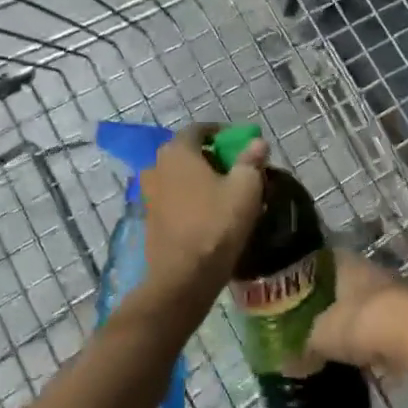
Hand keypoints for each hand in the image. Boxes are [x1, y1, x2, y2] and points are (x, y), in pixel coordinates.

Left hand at [138, 125, 267, 315]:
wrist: (183, 278)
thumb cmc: (216, 224)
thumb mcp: (245, 188)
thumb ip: (251, 160)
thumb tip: (258, 143)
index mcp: (177, 151)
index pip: (199, 129)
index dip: (222, 133)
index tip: (242, 144)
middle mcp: (157, 167)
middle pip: (188, 153)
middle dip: (212, 157)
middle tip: (237, 169)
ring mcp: (149, 195)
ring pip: (179, 177)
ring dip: (200, 179)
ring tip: (225, 193)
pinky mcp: (149, 220)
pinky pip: (174, 199)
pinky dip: (190, 199)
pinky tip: (209, 214)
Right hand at [306, 252, 407, 376]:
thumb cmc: (362, 322)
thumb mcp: (322, 336)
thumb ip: (304, 345)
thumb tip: (287, 361)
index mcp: (347, 264)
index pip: (323, 261)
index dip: (308, 276)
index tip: (294, 293)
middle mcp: (372, 272)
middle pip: (347, 285)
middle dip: (333, 304)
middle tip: (314, 324)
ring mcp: (396, 294)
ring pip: (369, 307)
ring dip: (358, 325)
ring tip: (339, 346)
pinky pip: (387, 331)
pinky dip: (378, 345)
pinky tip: (367, 362)